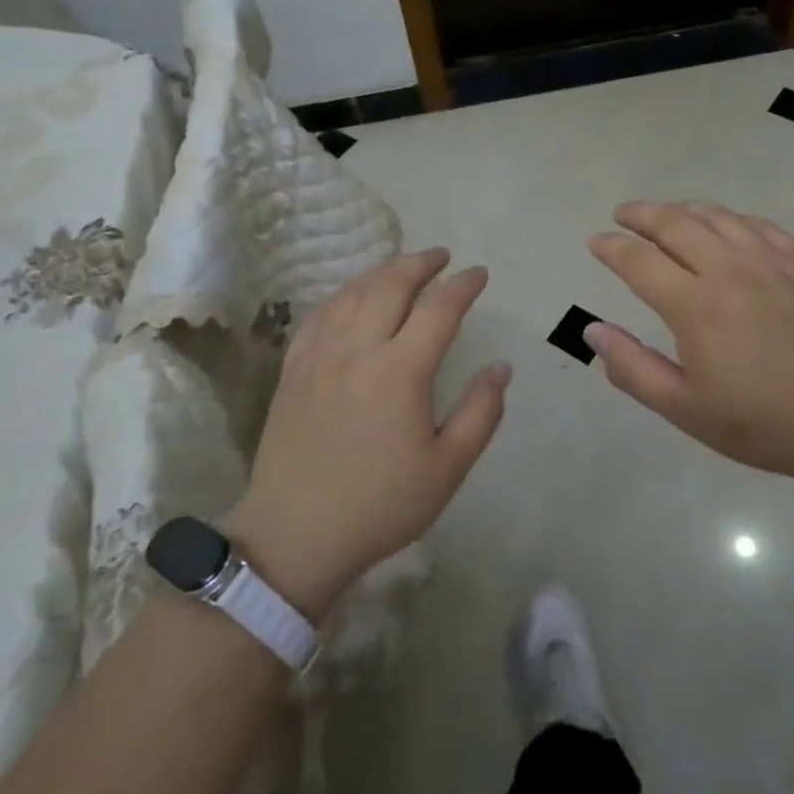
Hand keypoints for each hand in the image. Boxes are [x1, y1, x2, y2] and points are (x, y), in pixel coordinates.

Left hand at [224, 250, 509, 619]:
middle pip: (391, 285)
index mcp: (400, 371)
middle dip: (420, 263)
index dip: (463, 286)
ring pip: (353, 293)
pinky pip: (320, 314)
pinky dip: (344, 295)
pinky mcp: (293, 368)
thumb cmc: (379, 505)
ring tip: (403, 268)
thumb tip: (501, 367)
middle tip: (441, 257)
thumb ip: (481, 413)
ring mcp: (319, 355)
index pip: (438, 309)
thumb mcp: (446, 468)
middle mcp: (358, 349)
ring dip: (383, 272)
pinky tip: (352, 298)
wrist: (295, 535)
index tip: (479, 274)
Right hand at [586, 200, 793, 484]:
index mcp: (696, 305)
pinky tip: (723, 225)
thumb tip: (591, 331)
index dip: (611, 247)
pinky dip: (728, 217)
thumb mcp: (685, 409)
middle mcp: (728, 269)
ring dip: (681, 209)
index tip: (595, 242)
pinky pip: (756, 223)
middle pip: (674, 223)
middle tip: (622, 214)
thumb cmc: (763, 423)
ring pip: (715, 215)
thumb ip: (633, 368)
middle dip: (640, 214)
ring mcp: (769, 260)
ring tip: (664, 214)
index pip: (639, 260)